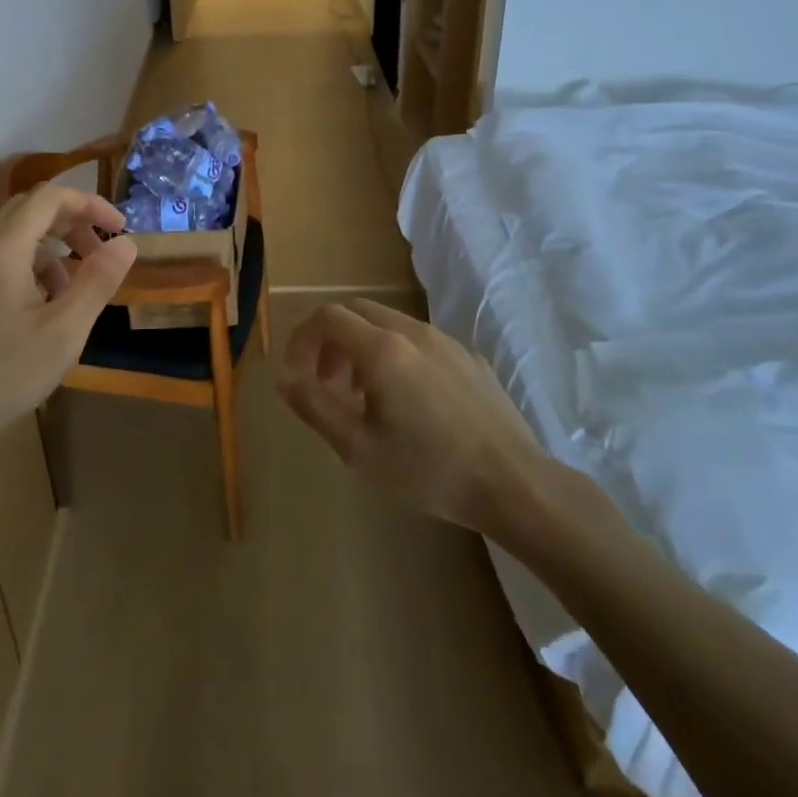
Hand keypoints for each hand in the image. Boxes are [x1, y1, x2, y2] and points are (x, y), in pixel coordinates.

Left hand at [0, 185, 135, 467]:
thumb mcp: (63, 333)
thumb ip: (97, 281)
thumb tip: (126, 243)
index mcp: (1, 246)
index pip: (51, 196)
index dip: (91, 204)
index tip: (119, 229)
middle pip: (28, 209)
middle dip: (71, 225)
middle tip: (99, 255)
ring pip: (9, 234)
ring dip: (47, 249)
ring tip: (69, 292)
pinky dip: (22, 265)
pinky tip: (33, 309)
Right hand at [278, 299, 556, 538]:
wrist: (513, 484)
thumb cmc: (428, 470)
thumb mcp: (358, 448)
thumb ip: (314, 406)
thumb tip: (284, 378)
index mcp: (382, 349)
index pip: (327, 317)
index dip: (302, 339)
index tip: (297, 374)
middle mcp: (413, 331)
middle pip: (357, 312)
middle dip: (331, 341)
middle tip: (328, 384)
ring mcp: (447, 341)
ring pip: (390, 324)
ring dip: (363, 348)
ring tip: (366, 397)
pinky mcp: (470, 358)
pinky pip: (421, 341)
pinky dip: (397, 355)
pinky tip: (412, 403)